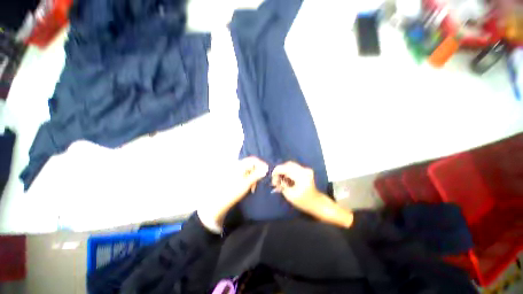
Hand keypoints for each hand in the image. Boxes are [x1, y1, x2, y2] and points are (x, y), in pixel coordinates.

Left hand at [198, 157, 267, 232]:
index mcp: (239, 165)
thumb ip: (257, 175)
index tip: (267, 172)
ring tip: (253, 187)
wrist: (218, 203)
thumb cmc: (233, 192)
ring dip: (253, 176)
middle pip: (251, 164)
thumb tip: (266, 168)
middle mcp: (237, 165)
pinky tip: (249, 187)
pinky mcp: (234, 176)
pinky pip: (244, 174)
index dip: (261, 164)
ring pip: (248, 170)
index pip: (253, 160)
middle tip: (260, 182)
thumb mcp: (247, 183)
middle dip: (257, 172)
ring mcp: (234, 171)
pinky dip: (249, 179)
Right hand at [271, 161, 320, 211]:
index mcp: (301, 176)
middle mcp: (304, 170)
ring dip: (283, 171)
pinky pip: (294, 168)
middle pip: (288, 164)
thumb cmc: (303, 201)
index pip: (286, 168)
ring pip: (290, 165)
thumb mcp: (289, 195)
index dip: (277, 171)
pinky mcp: (306, 170)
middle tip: (275, 179)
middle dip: (280, 170)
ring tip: (280, 180)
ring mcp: (306, 169)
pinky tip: (285, 179)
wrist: (317, 203)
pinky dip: (288, 172)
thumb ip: (281, 185)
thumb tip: (276, 179)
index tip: (272, 177)